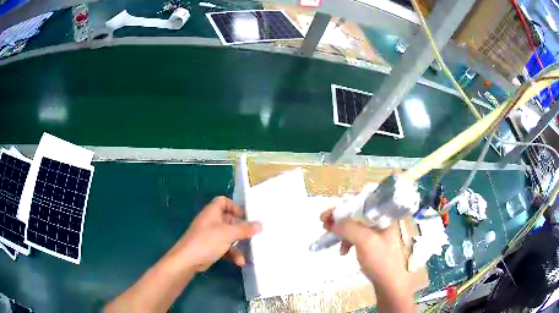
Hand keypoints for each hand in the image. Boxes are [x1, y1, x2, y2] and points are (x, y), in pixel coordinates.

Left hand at [166, 196, 261, 272]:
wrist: (188, 260)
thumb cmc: (207, 242)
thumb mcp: (228, 234)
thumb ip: (245, 229)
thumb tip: (260, 224)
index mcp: (212, 212)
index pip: (223, 201)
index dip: (235, 207)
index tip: (246, 216)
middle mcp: (211, 221)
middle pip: (229, 220)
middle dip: (241, 229)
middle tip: (253, 235)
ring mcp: (210, 235)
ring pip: (228, 236)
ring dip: (238, 245)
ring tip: (248, 253)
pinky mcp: (210, 247)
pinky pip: (225, 247)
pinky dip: (232, 253)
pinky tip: (239, 262)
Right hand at [320, 209, 413, 311]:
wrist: (390, 284)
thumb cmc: (380, 261)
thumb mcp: (365, 241)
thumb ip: (349, 228)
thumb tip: (332, 220)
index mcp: (383, 218)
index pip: (361, 205)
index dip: (343, 207)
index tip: (327, 215)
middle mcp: (381, 223)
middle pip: (356, 216)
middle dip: (339, 220)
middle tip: (324, 225)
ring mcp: (377, 235)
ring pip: (355, 228)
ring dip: (342, 233)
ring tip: (330, 239)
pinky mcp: (372, 246)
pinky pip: (357, 239)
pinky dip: (347, 242)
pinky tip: (343, 252)